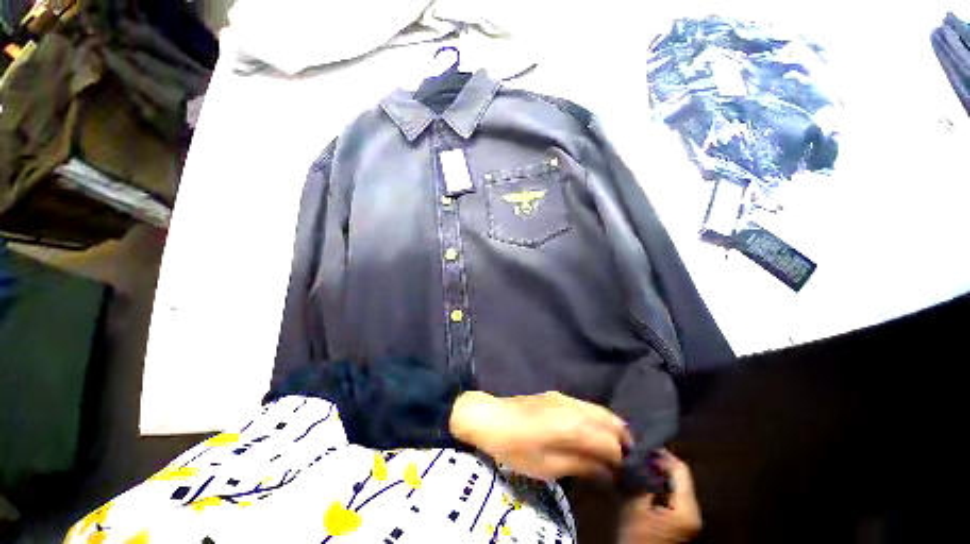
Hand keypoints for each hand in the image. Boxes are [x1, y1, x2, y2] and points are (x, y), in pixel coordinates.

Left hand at [449, 391, 632, 480]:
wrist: (491, 417)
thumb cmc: (516, 447)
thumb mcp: (548, 466)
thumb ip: (581, 465)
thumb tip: (606, 471)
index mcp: (574, 425)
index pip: (610, 443)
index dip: (619, 460)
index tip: (621, 475)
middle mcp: (574, 406)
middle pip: (610, 420)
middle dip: (622, 440)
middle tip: (625, 460)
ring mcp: (565, 397)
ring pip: (599, 410)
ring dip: (611, 427)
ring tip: (614, 447)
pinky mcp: (557, 395)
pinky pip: (586, 406)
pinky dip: (597, 419)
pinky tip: (593, 431)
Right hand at [618, 451, 701, 543]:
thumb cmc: (639, 539)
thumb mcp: (635, 508)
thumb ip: (638, 480)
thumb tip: (634, 455)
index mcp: (688, 508)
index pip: (680, 469)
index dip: (660, 454)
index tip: (639, 445)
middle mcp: (694, 512)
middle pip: (678, 477)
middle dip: (656, 464)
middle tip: (635, 454)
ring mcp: (688, 519)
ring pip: (673, 486)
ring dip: (655, 475)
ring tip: (635, 466)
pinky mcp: (679, 524)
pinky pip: (670, 497)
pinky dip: (656, 487)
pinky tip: (640, 484)